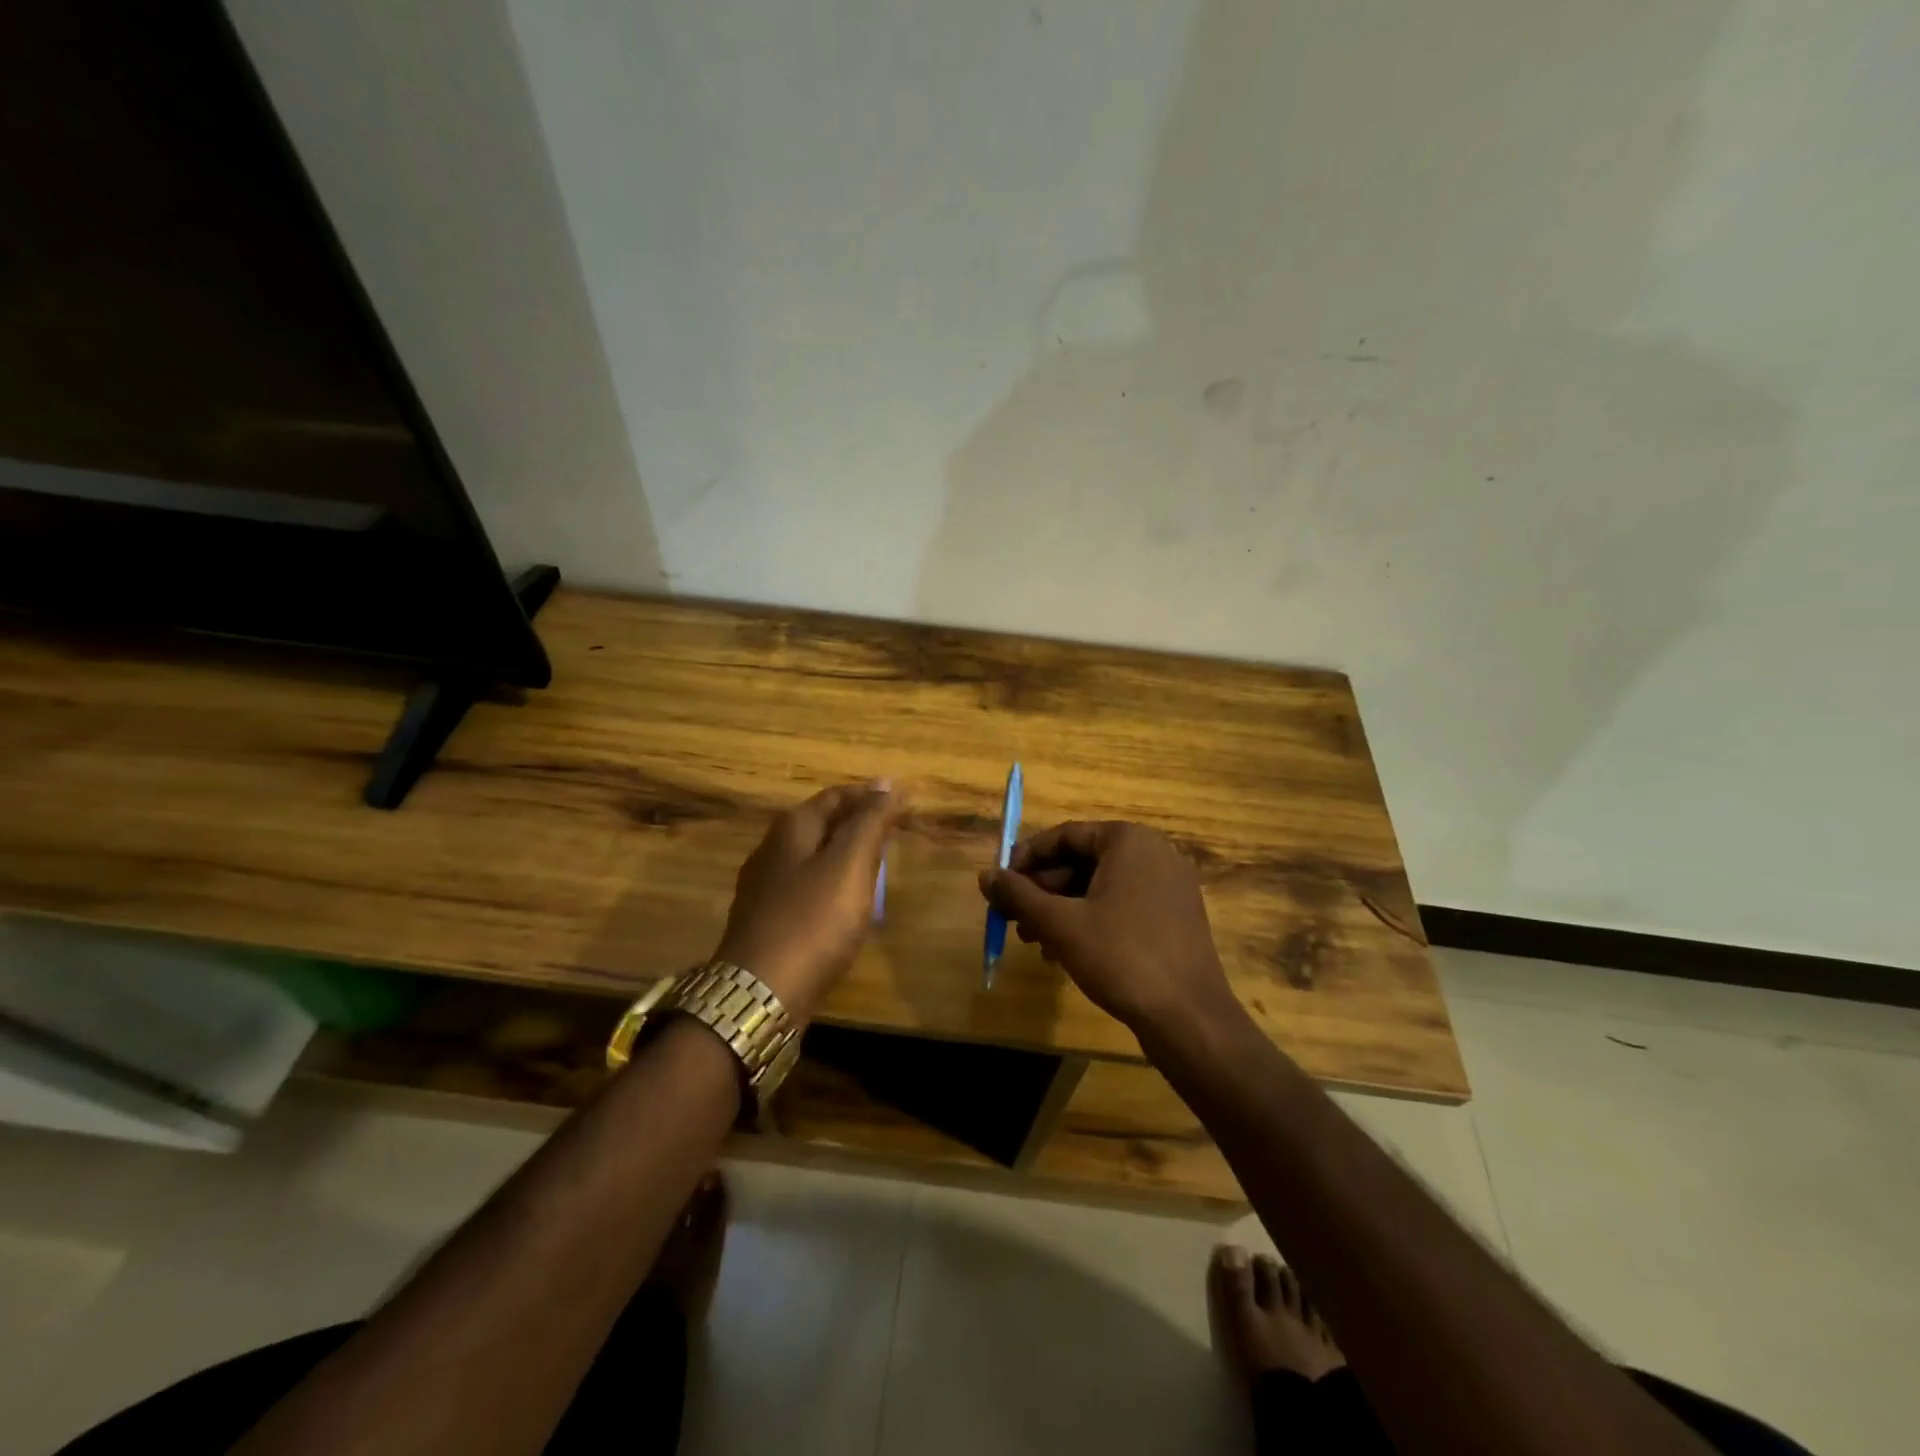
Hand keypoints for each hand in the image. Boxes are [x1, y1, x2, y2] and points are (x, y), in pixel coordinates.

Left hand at [715, 782, 903, 1021]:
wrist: (760, 994)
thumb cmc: (812, 921)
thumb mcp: (849, 863)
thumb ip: (869, 822)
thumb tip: (888, 784)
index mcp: (792, 829)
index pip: (836, 797)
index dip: (871, 795)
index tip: (904, 798)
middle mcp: (773, 851)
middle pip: (821, 824)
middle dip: (858, 821)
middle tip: (895, 827)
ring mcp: (766, 888)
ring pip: (813, 857)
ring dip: (846, 852)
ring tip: (878, 861)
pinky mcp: (768, 922)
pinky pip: (807, 888)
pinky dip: (833, 882)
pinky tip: (846, 901)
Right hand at [977, 820, 1236, 1034]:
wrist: (1189, 1017)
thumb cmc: (1121, 957)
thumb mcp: (1060, 924)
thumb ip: (1019, 895)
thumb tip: (985, 875)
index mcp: (1129, 841)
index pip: (1066, 835)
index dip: (1027, 857)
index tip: (1000, 882)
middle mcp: (1154, 853)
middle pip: (1083, 860)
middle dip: (1043, 888)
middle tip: (1011, 915)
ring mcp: (1169, 886)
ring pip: (1101, 886)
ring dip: (1062, 908)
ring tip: (1030, 939)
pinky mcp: (1175, 917)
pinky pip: (1122, 905)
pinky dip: (1090, 920)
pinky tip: (1064, 951)